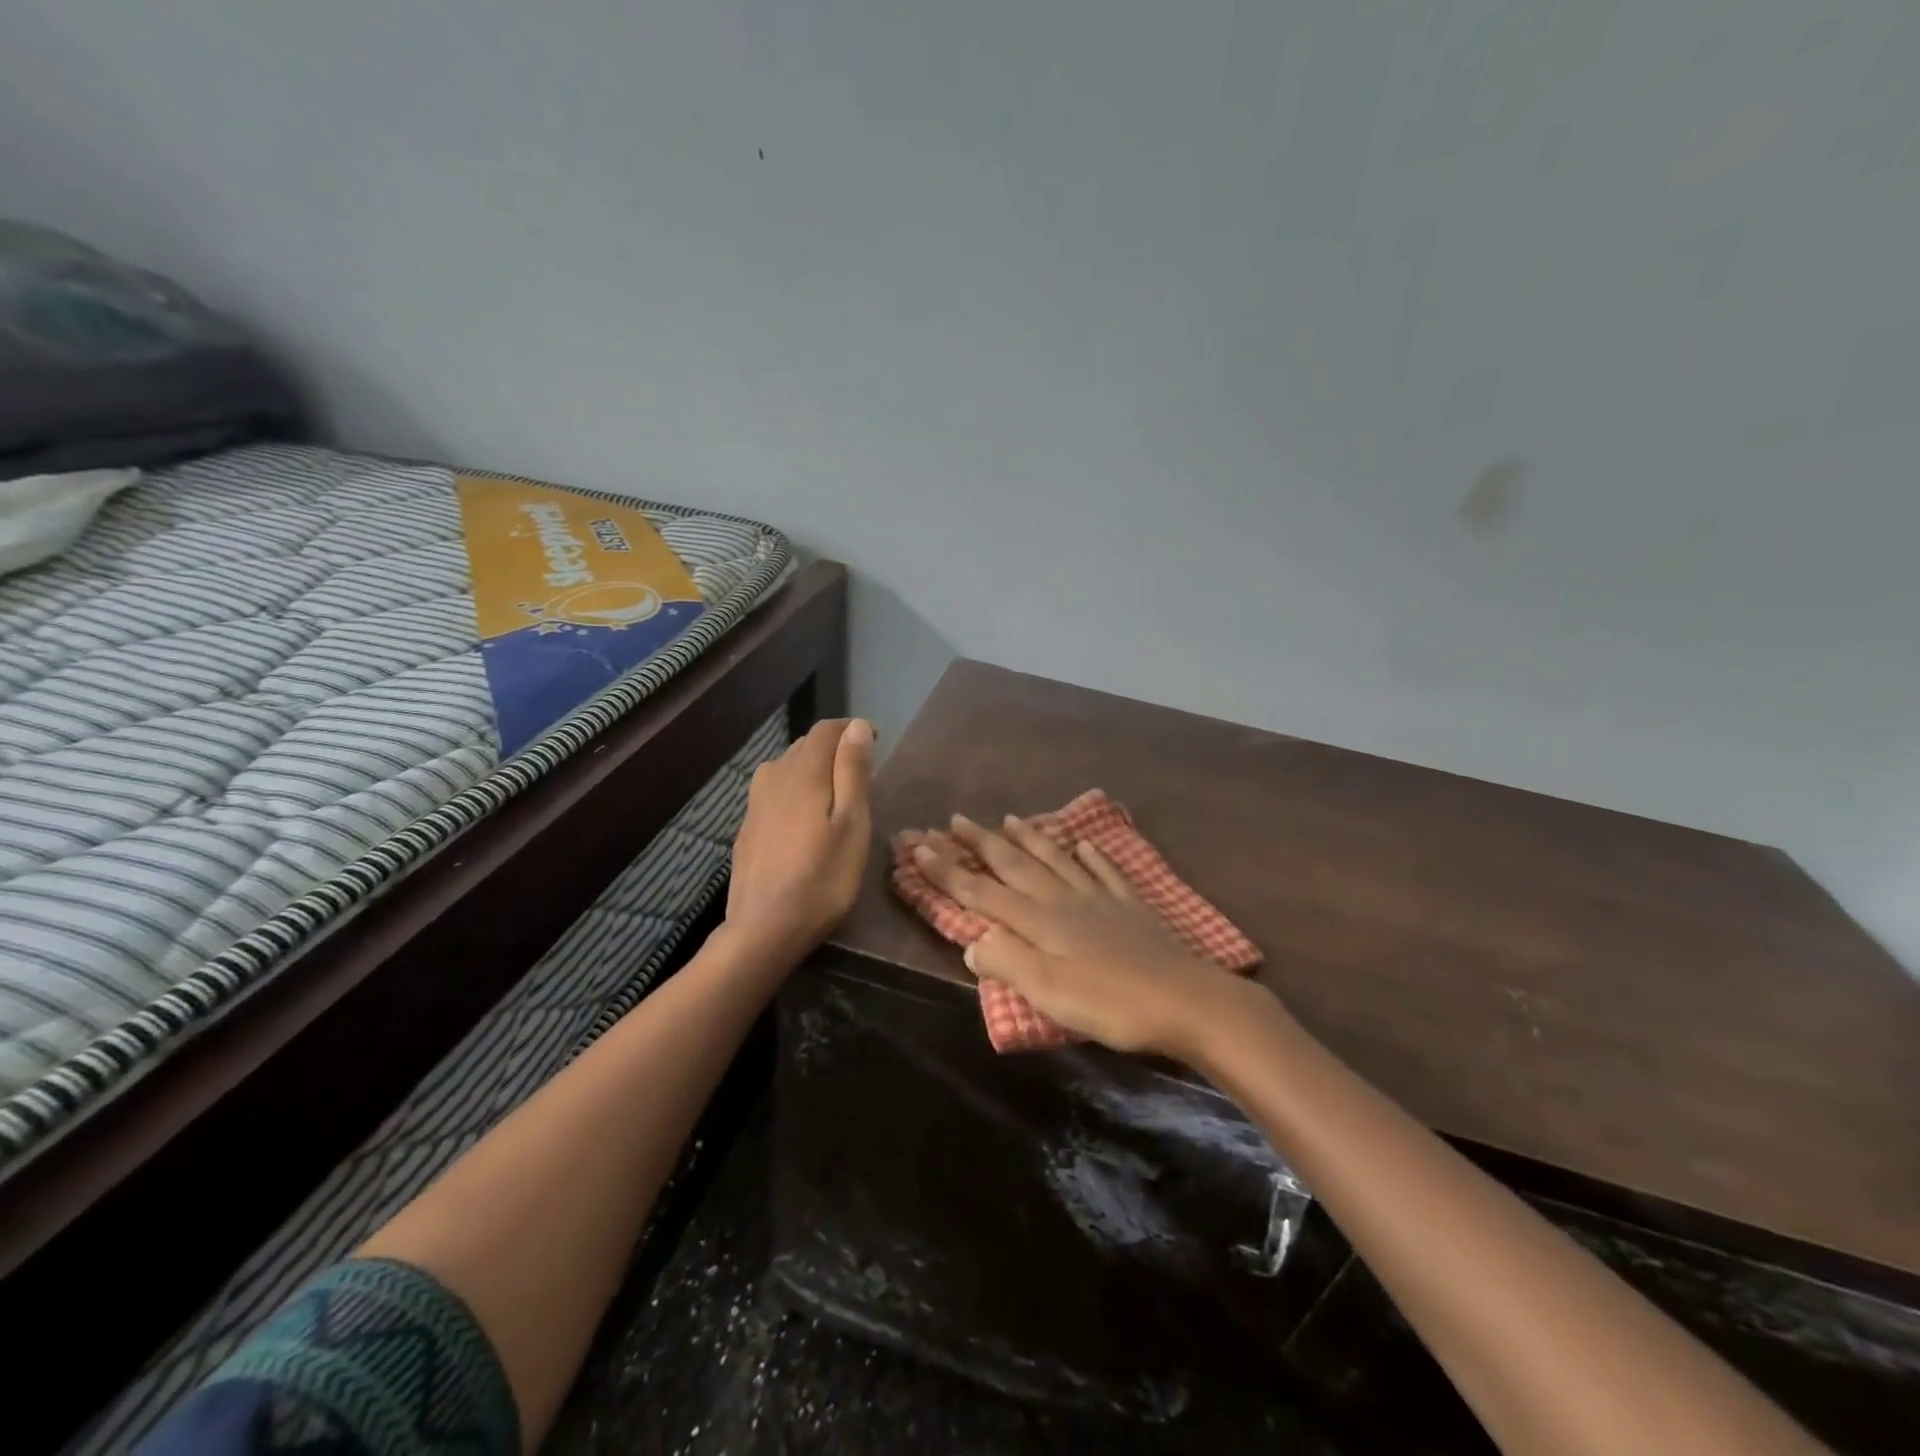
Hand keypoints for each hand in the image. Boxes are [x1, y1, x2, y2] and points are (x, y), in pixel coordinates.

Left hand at [726, 717, 874, 957]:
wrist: (764, 928)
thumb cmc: (823, 878)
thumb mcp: (852, 824)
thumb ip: (852, 772)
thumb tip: (856, 726)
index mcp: (802, 773)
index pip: (825, 730)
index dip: (850, 730)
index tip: (875, 741)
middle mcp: (773, 778)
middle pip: (804, 745)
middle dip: (832, 748)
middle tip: (860, 770)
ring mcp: (755, 803)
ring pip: (785, 767)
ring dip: (811, 767)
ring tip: (833, 790)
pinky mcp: (747, 827)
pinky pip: (773, 791)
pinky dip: (793, 789)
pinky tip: (802, 816)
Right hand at [905, 814, 1245, 1057]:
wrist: (1186, 1000)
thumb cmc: (1111, 1003)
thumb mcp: (1048, 992)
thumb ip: (1006, 962)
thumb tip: (971, 940)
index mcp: (1039, 921)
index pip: (981, 891)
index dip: (947, 871)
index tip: (919, 846)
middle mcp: (1064, 899)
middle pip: (1016, 865)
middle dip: (982, 842)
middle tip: (957, 819)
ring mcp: (1100, 898)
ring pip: (1057, 859)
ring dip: (1031, 839)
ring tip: (1012, 819)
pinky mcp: (1131, 907)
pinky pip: (1105, 871)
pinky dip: (1091, 855)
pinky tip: (1086, 844)